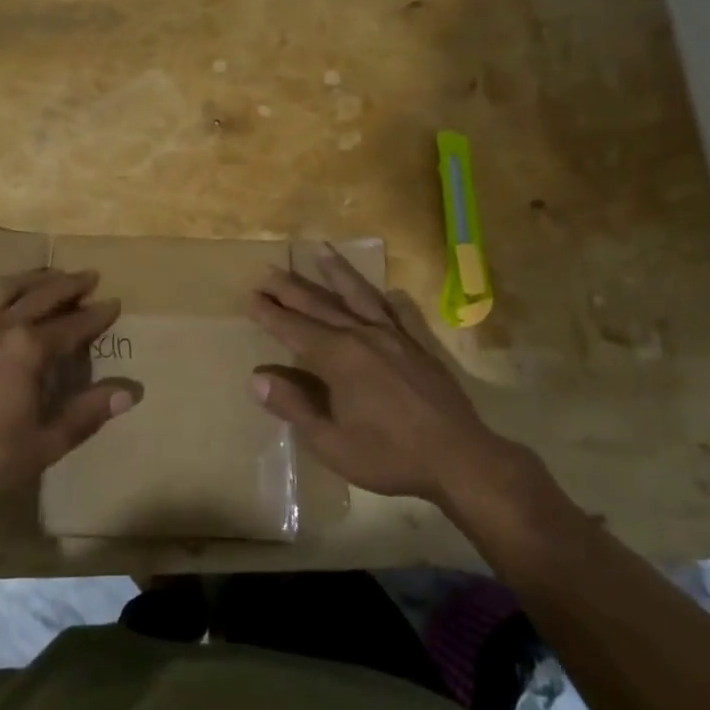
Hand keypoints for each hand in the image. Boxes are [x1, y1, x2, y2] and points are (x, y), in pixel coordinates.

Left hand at [0, 267, 135, 504]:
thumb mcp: (49, 440)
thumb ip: (89, 413)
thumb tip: (130, 393)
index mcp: (29, 349)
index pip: (73, 325)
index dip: (97, 315)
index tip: (115, 303)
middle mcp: (1, 328)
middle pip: (41, 296)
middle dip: (69, 285)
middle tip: (89, 276)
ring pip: (2, 290)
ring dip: (29, 278)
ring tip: (47, 273)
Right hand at [246, 248, 549, 531]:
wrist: (460, 459)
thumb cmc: (388, 455)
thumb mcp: (330, 442)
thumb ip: (294, 407)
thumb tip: (257, 379)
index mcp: (338, 358)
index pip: (294, 329)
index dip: (269, 313)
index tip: (249, 296)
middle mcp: (363, 336)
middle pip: (320, 305)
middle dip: (291, 288)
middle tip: (267, 271)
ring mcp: (396, 337)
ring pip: (360, 296)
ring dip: (337, 273)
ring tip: (321, 250)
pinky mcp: (422, 347)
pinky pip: (403, 314)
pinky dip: (392, 300)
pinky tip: (390, 292)